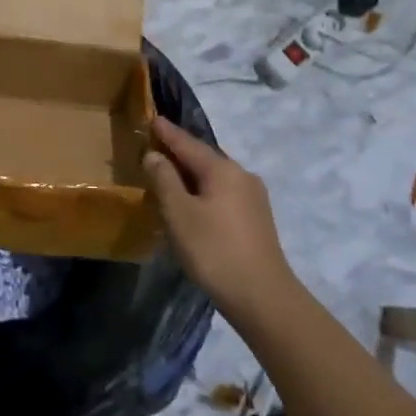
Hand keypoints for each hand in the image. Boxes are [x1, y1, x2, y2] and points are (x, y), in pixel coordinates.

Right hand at [141, 117, 294, 317]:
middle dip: (179, 152)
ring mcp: (254, 197)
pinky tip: (193, 203)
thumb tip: (155, 155)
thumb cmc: (215, 251)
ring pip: (215, 177)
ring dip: (191, 174)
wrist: (263, 298)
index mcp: (223, 169)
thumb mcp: (179, 213)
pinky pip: (224, 193)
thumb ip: (164, 179)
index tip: (151, 117)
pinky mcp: (257, 219)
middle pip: (204, 157)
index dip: (167, 132)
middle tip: (155, 147)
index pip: (188, 142)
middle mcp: (242, 175)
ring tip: (169, 176)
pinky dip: (204, 191)